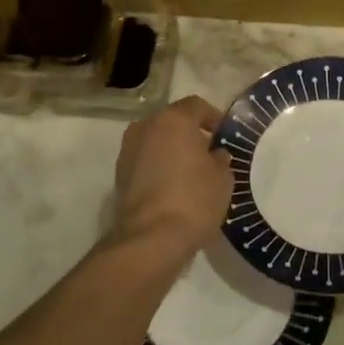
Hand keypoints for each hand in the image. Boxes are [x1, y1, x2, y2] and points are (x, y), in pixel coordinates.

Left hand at [109, 95, 233, 261]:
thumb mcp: (223, 178)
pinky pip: (145, 160)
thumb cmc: (194, 200)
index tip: (224, 135)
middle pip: (172, 121)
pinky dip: (158, 166)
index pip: (196, 105)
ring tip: (190, 171)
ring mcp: (128, 150)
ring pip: (156, 140)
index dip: (213, 117)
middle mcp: (145, 127)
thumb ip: (220, 159)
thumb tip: (215, 155)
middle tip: (208, 153)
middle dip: (190, 133)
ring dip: (172, 149)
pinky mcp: (119, 175)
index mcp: (173, 120)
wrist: (150, 239)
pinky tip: (173, 186)